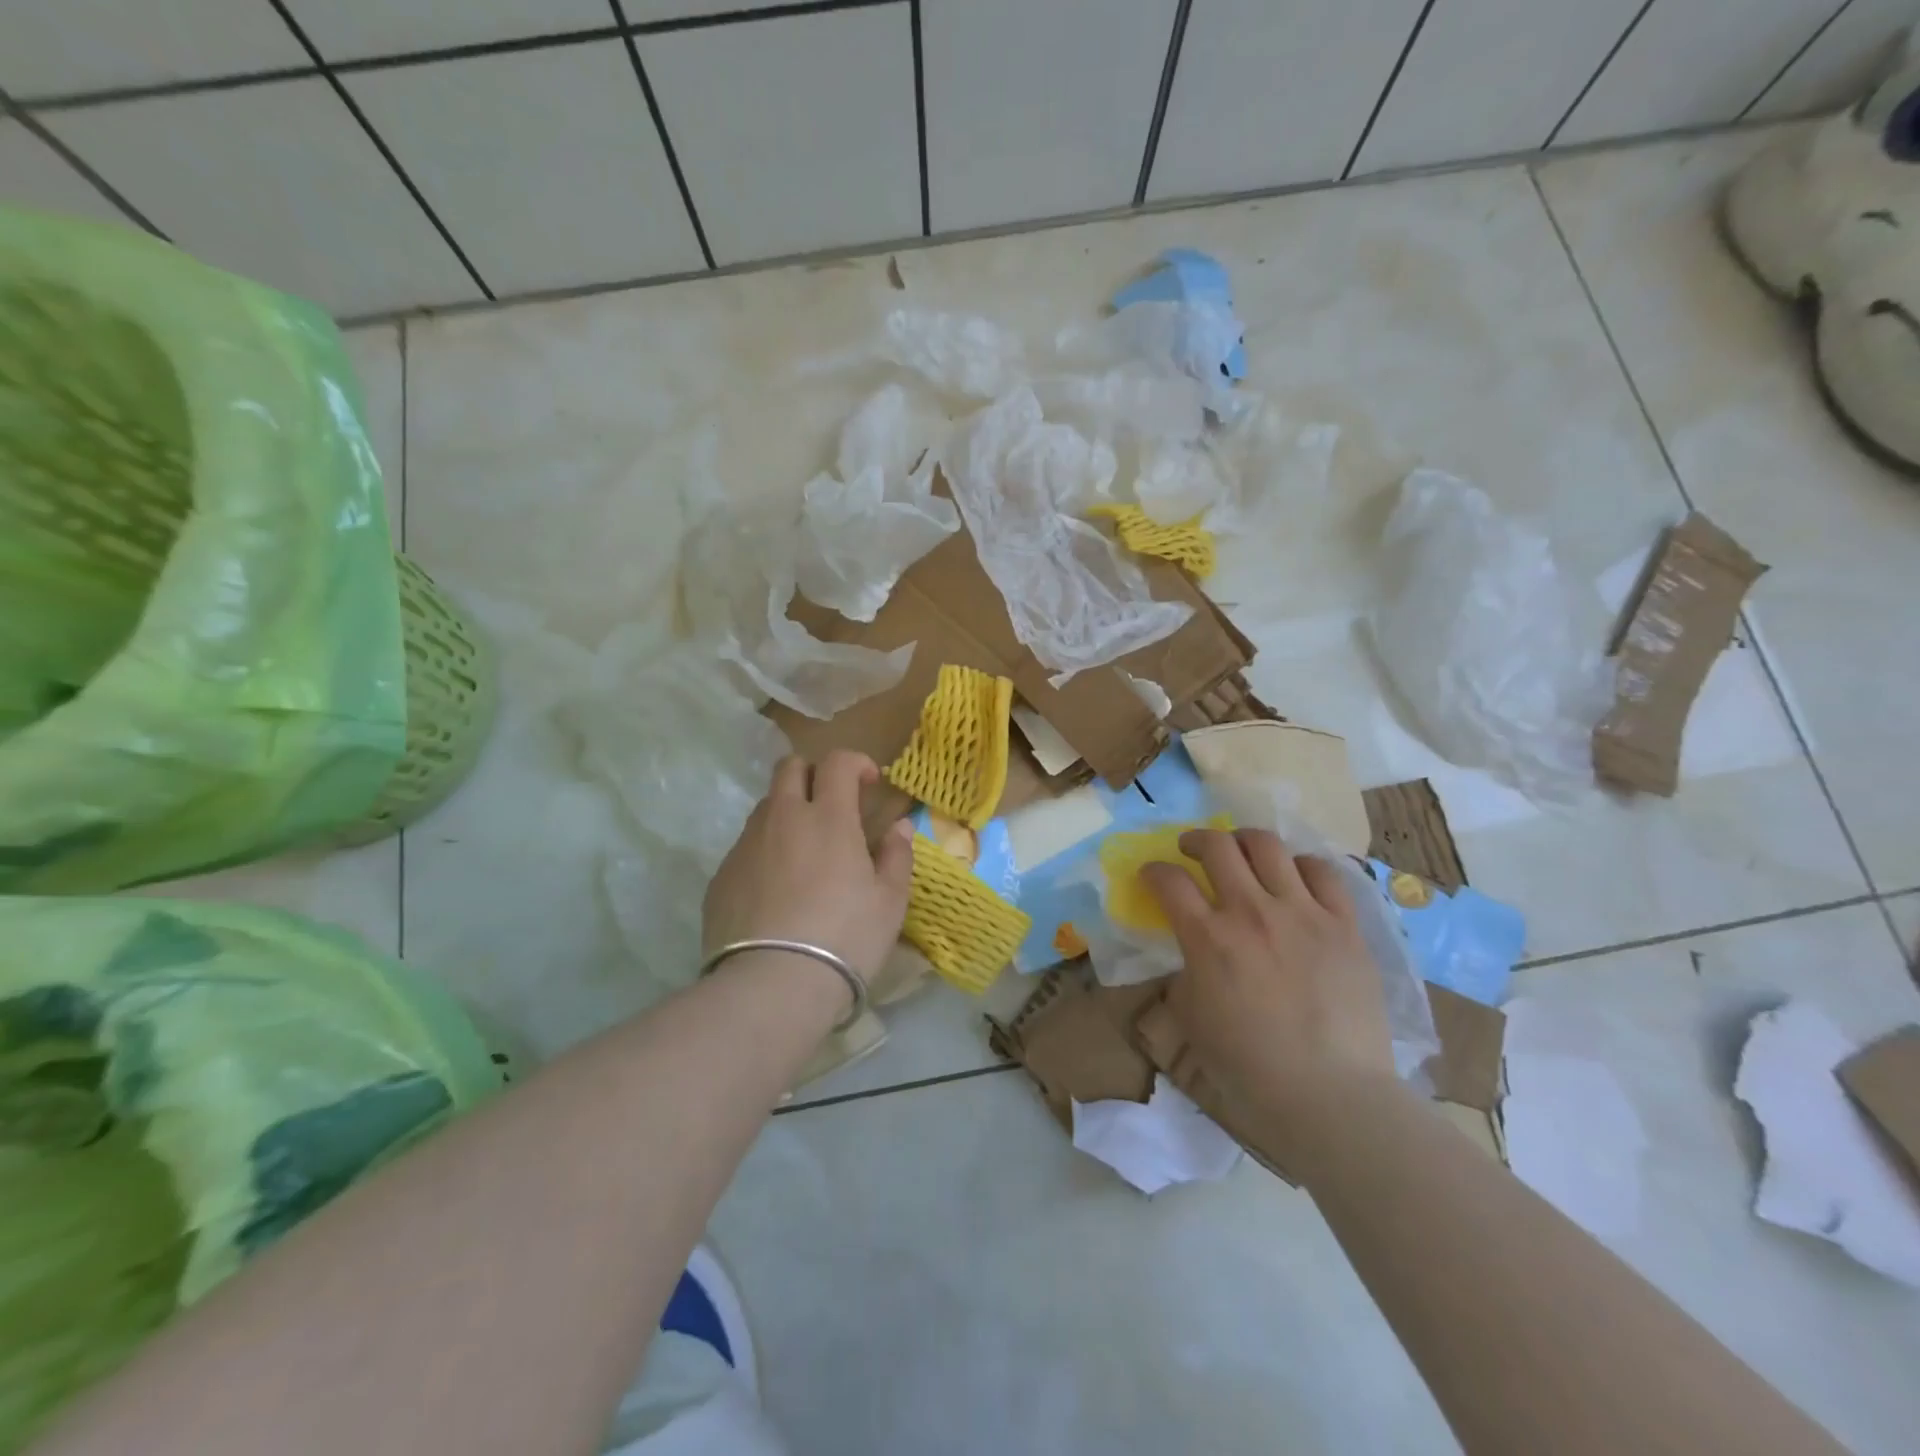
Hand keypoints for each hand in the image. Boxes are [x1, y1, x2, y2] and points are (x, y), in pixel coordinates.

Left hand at [703, 751, 914, 987]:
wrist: (772, 985)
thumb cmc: (845, 938)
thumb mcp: (890, 901)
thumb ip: (897, 856)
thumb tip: (899, 827)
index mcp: (828, 818)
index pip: (837, 762)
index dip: (856, 762)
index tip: (869, 783)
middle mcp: (782, 819)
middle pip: (789, 768)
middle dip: (813, 774)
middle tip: (832, 805)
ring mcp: (746, 846)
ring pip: (766, 807)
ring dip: (788, 813)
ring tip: (805, 852)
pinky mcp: (721, 876)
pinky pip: (746, 847)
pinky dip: (766, 851)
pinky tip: (777, 891)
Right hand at [1142, 828, 1395, 1125]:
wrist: (1331, 1096)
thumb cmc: (1249, 1068)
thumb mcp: (1192, 1020)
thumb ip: (1185, 973)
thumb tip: (1191, 953)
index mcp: (1207, 938)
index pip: (1168, 880)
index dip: (1153, 870)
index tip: (1152, 875)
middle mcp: (1251, 912)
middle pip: (1216, 846)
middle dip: (1194, 840)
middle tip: (1190, 850)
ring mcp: (1302, 912)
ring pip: (1267, 846)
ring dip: (1244, 842)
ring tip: (1241, 852)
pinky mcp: (1343, 924)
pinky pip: (1322, 872)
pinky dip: (1300, 865)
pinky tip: (1294, 876)